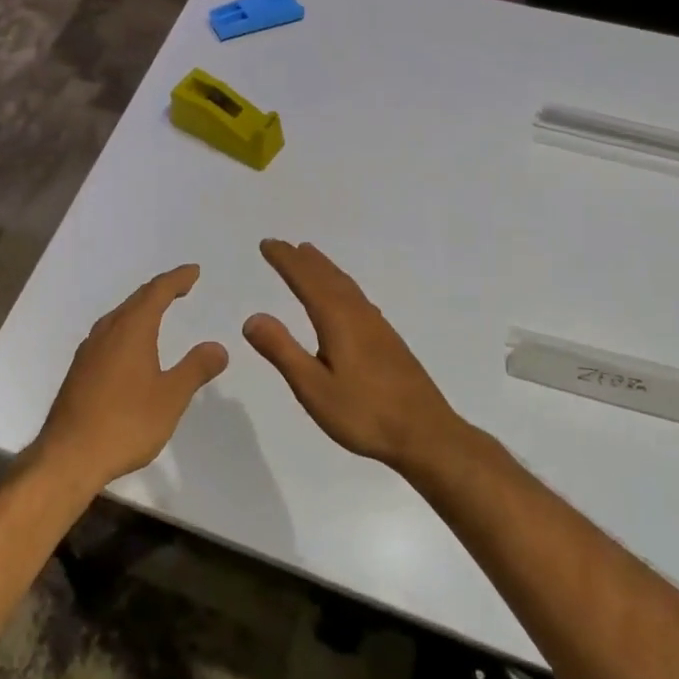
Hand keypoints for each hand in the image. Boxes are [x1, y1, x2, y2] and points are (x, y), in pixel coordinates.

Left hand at [32, 265, 228, 489]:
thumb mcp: (170, 397)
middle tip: (181, 286)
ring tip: (158, 310)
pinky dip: (127, 327)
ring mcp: (89, 349)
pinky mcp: (80, 369)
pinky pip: (109, 333)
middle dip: (160, 289)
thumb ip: (195, 369)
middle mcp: (107, 330)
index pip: (157, 291)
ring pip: (120, 316)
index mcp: (131, 329)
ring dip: (141, 308)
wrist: (68, 456)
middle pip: (136, 299)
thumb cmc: (125, 423)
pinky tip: (130, 346)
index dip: (177, 279)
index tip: (193, 272)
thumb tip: (218, 347)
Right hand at [245, 240, 462, 471]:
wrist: (426, 435)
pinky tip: (345, 298)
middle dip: (302, 260)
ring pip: (345, 285)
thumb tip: (252, 318)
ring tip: (309, 257)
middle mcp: (358, 313)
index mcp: (337, 319)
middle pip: (326, 276)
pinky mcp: (388, 340)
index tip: (267, 244)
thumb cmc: (365, 413)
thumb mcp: (313, 388)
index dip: (285, 260)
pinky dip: (341, 285)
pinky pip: (357, 297)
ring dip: (324, 268)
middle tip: (282, 245)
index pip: (305, 280)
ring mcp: (377, 325)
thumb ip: (282, 351)